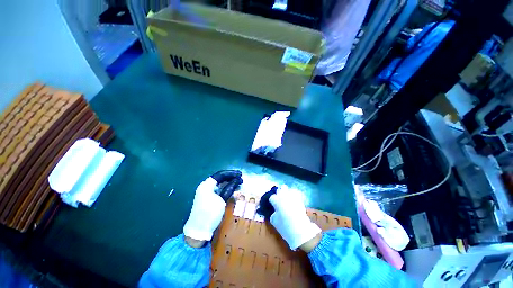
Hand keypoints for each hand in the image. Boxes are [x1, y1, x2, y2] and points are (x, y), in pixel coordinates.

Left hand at [183, 170, 241, 243]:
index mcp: (207, 185)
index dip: (231, 173)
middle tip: (241, 177)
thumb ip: (229, 188)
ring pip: (219, 182)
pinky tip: (232, 187)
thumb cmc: (210, 214)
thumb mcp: (221, 201)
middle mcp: (205, 186)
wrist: (198, 231)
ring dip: (229, 181)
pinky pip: (218, 188)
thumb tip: (237, 180)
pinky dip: (226, 187)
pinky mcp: (208, 197)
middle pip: (220, 177)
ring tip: (238, 182)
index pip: (221, 174)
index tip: (240, 174)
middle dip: (231, 177)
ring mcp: (206, 192)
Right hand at [269, 187, 321, 250]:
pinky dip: (294, 196)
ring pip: (289, 190)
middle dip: (280, 192)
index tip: (272, 204)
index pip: (272, 197)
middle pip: (281, 188)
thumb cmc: (285, 227)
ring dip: (287, 193)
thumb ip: (273, 214)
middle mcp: (285, 196)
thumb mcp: (274, 222)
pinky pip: (296, 194)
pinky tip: (293, 201)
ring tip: (287, 198)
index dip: (272, 201)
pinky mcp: (300, 200)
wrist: (301, 231)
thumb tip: (274, 211)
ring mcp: (293, 197)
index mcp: (277, 200)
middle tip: (279, 198)